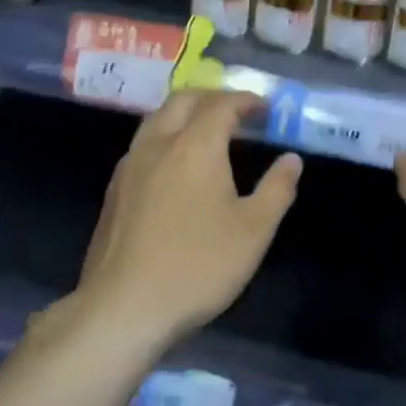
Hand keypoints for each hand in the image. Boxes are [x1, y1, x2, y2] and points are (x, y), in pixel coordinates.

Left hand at [69, 89, 302, 348]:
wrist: (124, 307)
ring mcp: (130, 166)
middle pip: (183, 100)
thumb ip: (277, 189)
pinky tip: (176, 167)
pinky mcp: (114, 190)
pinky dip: (165, 137)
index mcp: (195, 146)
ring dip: (184, 114)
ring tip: (207, 133)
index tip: (266, 108)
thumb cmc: (198, 266)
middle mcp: (157, 144)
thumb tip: (291, 159)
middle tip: (237, 112)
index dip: (246, 100)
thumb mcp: (253, 231)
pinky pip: (143, 145)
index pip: (221, 104)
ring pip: (156, 119)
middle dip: (212, 98)